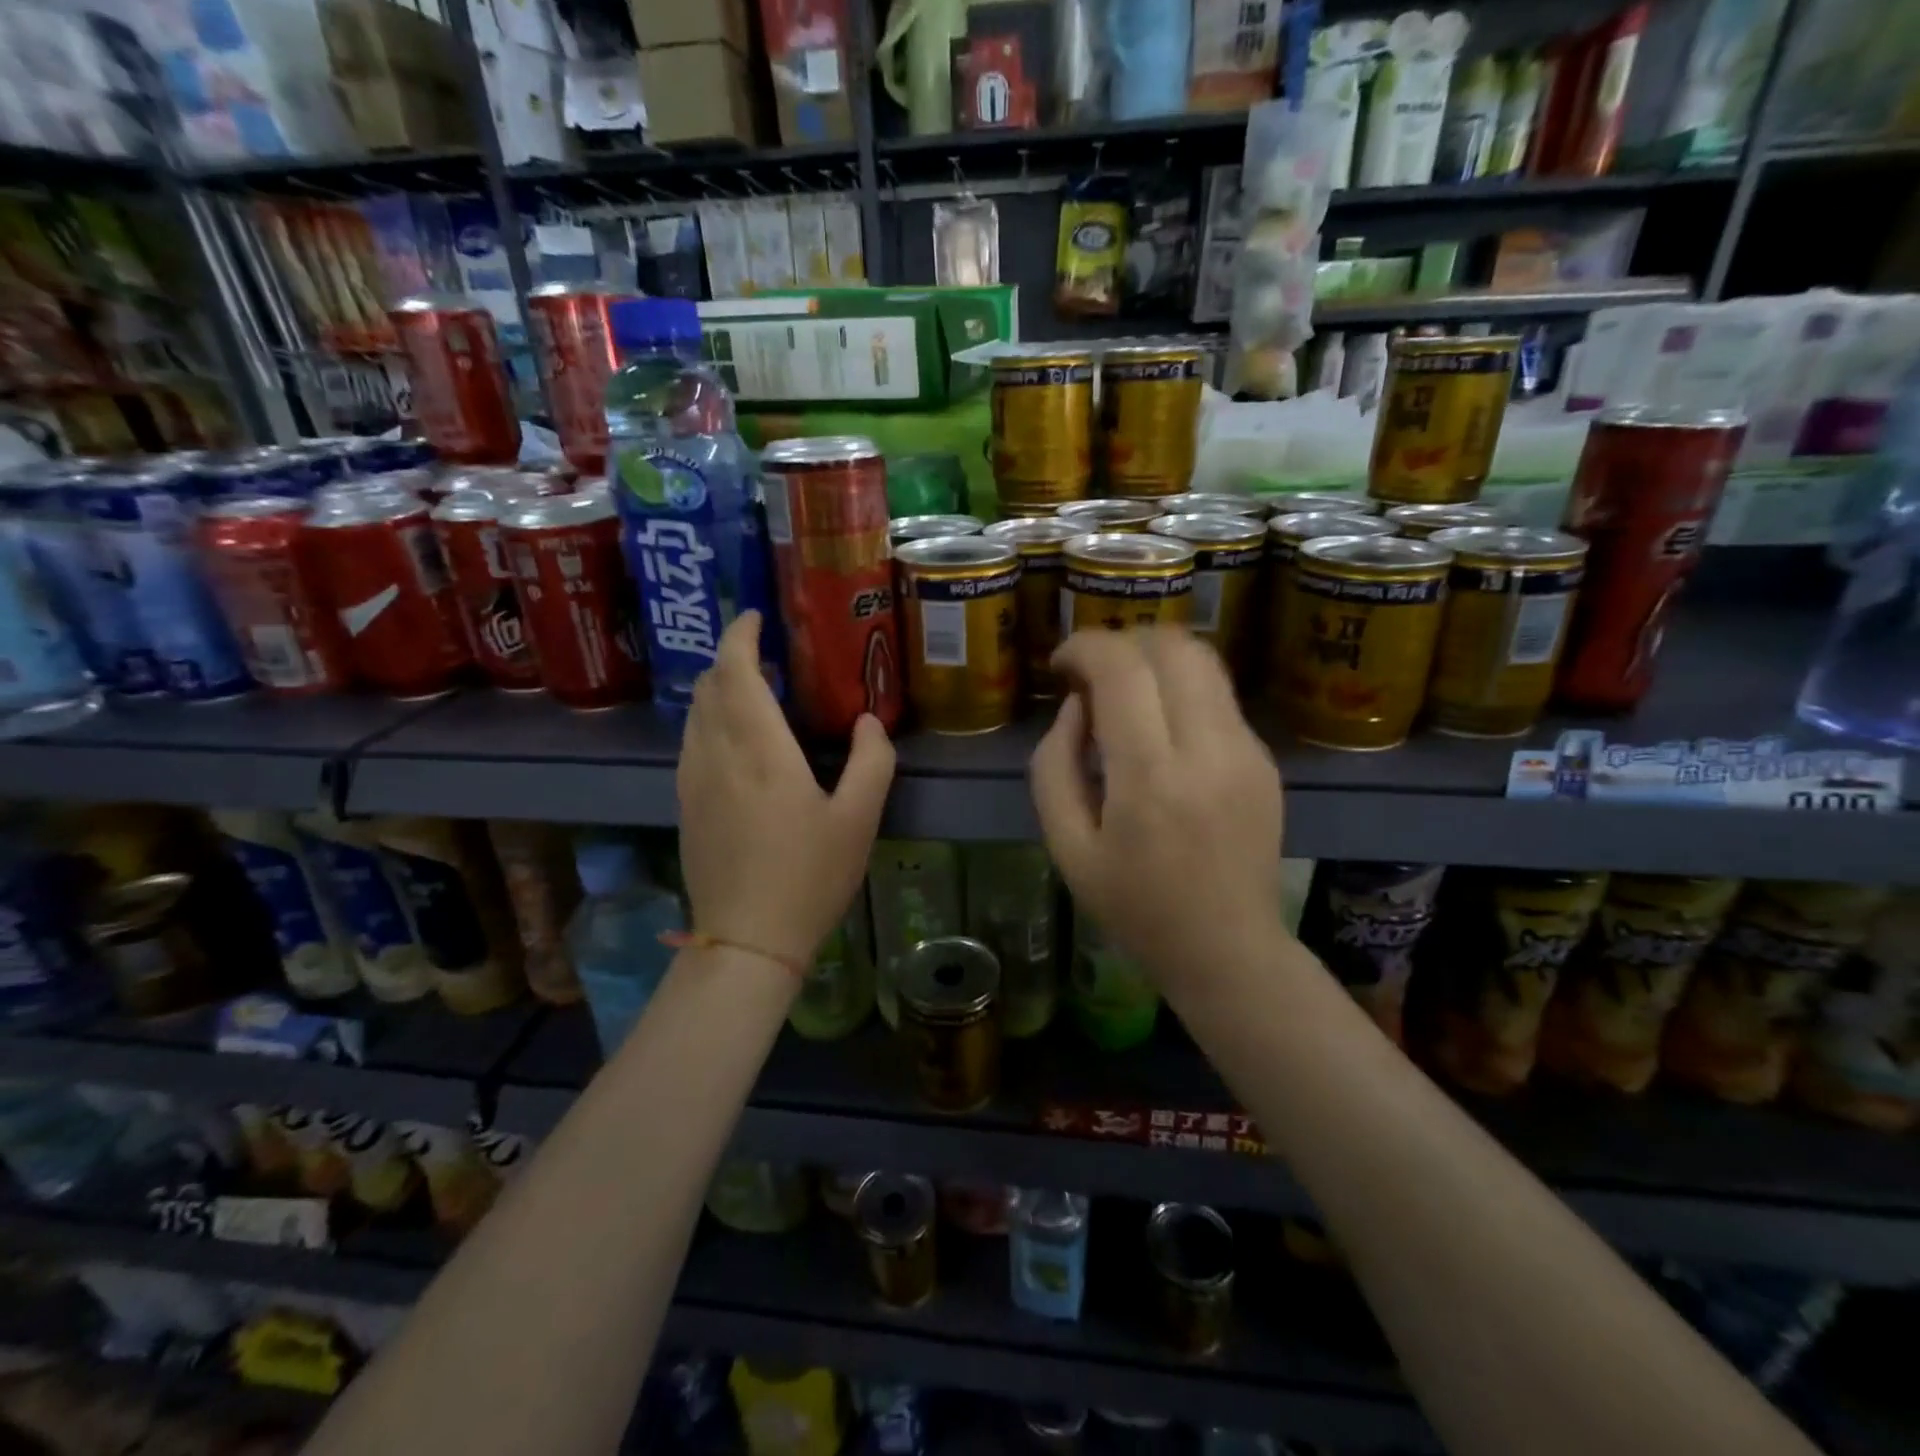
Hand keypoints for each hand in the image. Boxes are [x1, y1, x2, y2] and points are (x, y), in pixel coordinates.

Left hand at [677, 612, 894, 967]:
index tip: (754, 617)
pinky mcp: (685, 805)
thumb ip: (872, 761)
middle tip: (766, 655)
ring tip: (753, 691)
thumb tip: (868, 721)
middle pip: (709, 686)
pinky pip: (691, 742)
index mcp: (760, 751)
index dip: (740, 636)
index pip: (735, 672)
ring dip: (719, 689)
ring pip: (695, 714)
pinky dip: (710, 720)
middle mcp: (716, 755)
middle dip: (731, 659)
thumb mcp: (859, 820)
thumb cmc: (809, 877)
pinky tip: (735, 739)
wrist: (746, 941)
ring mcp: (693, 781)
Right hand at [1030, 628, 1288, 984]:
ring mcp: (1247, 751)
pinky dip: (1180, 690)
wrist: (1227, 949)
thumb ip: (1054, 766)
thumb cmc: (1134, 907)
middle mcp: (1208, 751)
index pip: (1122, 669)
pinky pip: (1218, 696)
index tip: (1060, 666)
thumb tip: (1077, 706)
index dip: (1083, 647)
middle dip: (1122, 642)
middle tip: (1092, 676)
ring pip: (1203, 661)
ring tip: (1125, 693)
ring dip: (1154, 659)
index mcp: (1150, 780)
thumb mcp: (1067, 847)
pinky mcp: (1264, 759)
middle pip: (1171, 646)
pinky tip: (1160, 730)